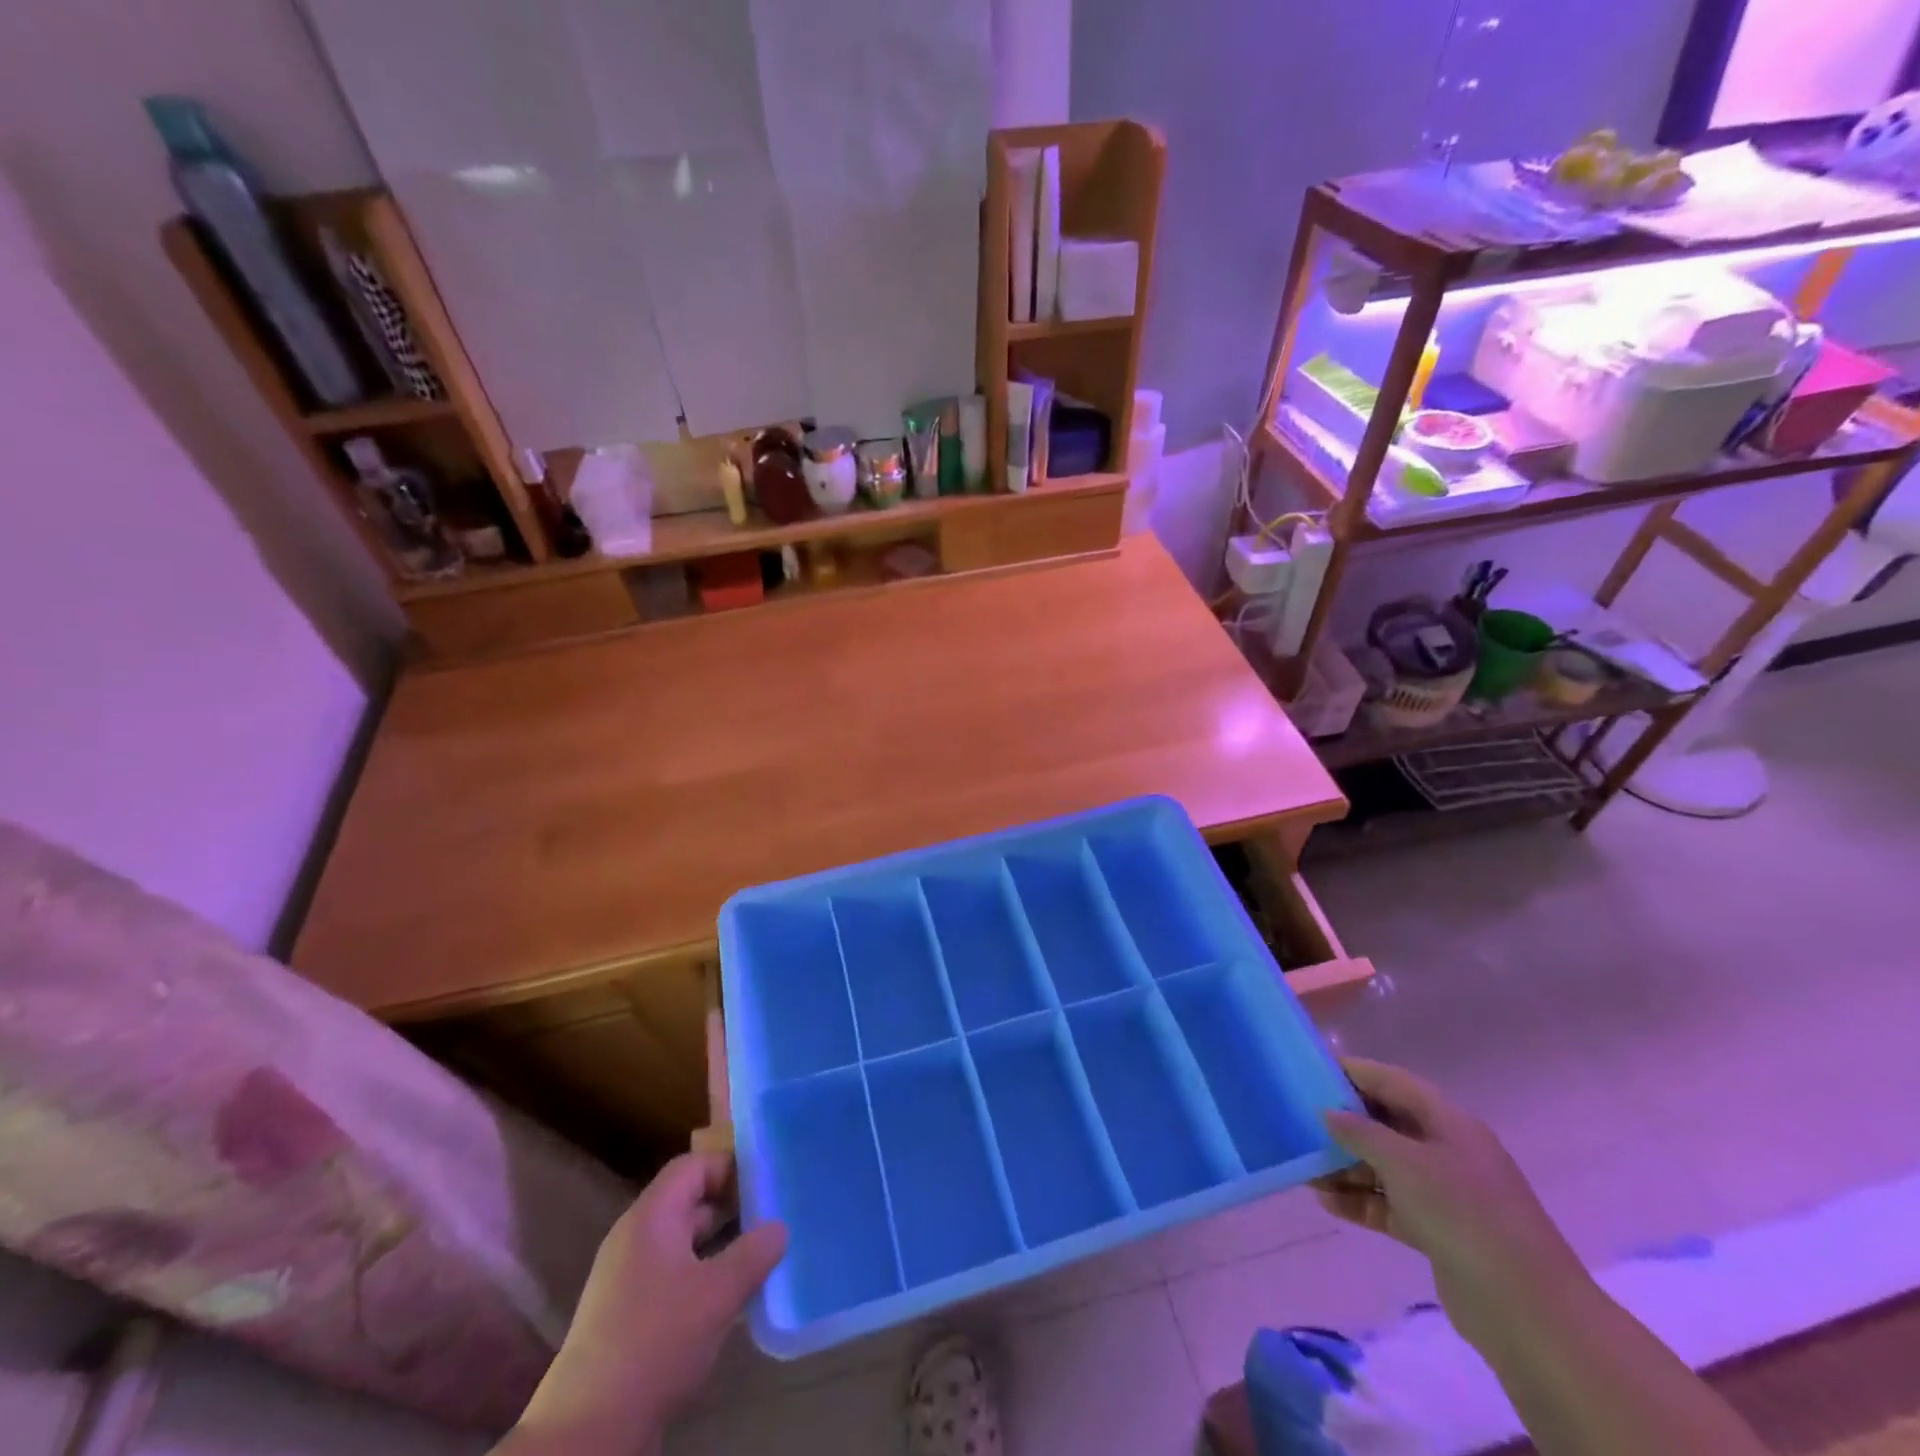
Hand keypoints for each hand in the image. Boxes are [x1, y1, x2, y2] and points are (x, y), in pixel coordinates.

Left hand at [504, 1151, 787, 1451]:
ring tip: (759, 1255)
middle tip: (772, 1215)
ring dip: (719, 1244)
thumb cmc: (656, 1341)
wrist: (589, 1431)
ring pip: (682, 1240)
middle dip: (731, 1206)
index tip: (766, 1181)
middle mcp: (635, 1236)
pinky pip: (672, 1273)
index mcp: (652, 1216)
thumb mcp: (719, 1293)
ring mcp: (627, 1276)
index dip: (730, 1166)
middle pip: (688, 1200)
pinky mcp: (626, 1313)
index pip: (694, 1165)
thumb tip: (779, 1227)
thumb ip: (754, 1253)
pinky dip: (702, 1274)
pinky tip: (728, 1298)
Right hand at [1316, 1057, 1589, 1352]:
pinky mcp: (1440, 1233)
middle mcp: (1448, 1151)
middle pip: (1387, 1124)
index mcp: (1449, 1122)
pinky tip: (1327, 1203)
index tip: (1311, 1070)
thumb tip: (1328, 1113)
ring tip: (1305, 1169)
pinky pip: (1391, 1205)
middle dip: (1344, 1124)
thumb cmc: (1464, 1215)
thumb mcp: (1405, 1162)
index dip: (1353, 1072)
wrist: (1528, 1311)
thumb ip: (1361, 1132)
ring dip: (1346, 1166)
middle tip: (1298, 1121)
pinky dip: (1361, 1202)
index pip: (1393, 1081)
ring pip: (1386, 1167)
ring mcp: (1447, 1194)